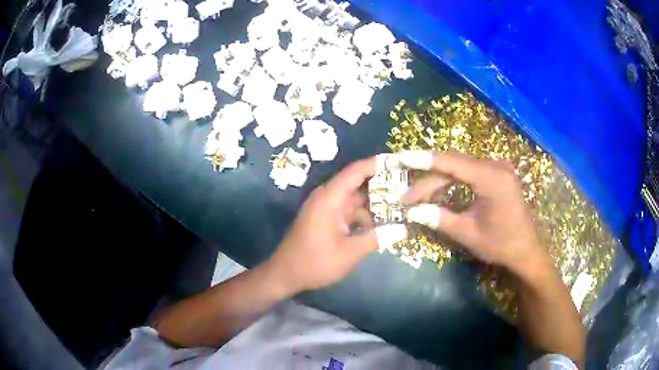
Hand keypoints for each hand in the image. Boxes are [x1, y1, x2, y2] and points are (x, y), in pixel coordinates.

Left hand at [267, 157, 392, 293]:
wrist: (285, 275)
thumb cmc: (314, 262)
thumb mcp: (349, 253)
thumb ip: (377, 238)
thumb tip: (404, 229)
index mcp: (330, 198)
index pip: (356, 171)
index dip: (378, 164)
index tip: (399, 162)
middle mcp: (327, 198)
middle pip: (358, 183)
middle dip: (382, 184)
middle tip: (408, 186)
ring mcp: (326, 208)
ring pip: (355, 198)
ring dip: (375, 202)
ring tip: (401, 205)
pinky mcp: (327, 219)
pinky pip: (349, 211)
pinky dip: (365, 215)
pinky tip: (383, 224)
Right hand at [399, 151, 549, 275]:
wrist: (527, 250)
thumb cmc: (501, 244)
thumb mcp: (468, 234)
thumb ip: (440, 218)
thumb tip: (412, 212)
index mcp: (491, 178)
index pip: (451, 162)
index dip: (423, 160)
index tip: (400, 158)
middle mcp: (495, 166)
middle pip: (454, 165)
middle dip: (428, 180)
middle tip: (407, 198)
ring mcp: (498, 168)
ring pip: (460, 168)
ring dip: (439, 181)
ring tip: (418, 197)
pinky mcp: (498, 175)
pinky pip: (469, 172)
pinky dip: (452, 181)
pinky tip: (439, 192)